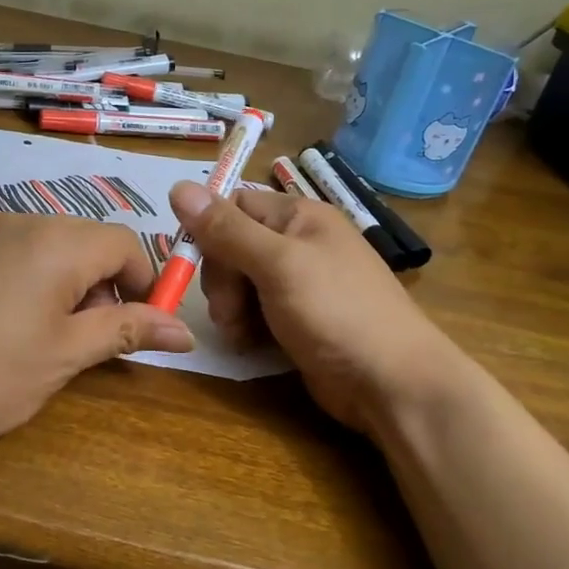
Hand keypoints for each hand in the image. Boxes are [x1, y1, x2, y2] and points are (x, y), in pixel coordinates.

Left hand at [0, 213, 193, 451]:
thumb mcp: (64, 357)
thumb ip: (126, 331)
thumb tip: (185, 330)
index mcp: (56, 242)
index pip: (124, 243)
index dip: (143, 282)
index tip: (136, 326)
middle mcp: (18, 219)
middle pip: (84, 238)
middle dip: (100, 282)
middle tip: (84, 337)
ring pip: (43, 241)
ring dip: (60, 277)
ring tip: (38, 330)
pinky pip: (3, 246)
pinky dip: (20, 272)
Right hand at [169, 182, 464, 431]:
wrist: (390, 382)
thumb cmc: (336, 312)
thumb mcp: (276, 264)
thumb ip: (227, 229)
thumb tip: (178, 186)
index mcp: (300, 217)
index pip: (234, 206)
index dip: (210, 232)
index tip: (196, 265)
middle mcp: (298, 244)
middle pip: (232, 247)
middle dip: (221, 280)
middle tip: (228, 312)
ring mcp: (299, 284)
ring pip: (239, 283)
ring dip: (230, 309)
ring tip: (242, 334)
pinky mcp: (297, 320)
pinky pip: (256, 312)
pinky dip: (247, 327)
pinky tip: (252, 344)